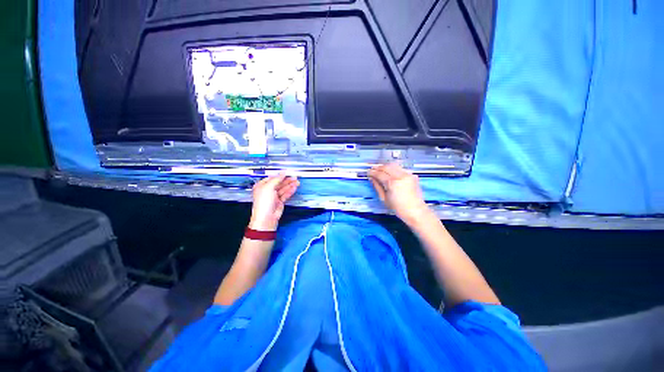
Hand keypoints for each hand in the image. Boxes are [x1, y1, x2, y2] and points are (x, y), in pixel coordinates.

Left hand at [249, 173, 299, 230]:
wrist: (266, 218)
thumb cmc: (263, 203)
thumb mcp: (269, 187)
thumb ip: (276, 179)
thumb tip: (282, 173)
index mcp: (262, 186)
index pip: (272, 178)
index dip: (280, 175)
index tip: (287, 172)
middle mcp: (268, 191)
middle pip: (279, 183)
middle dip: (287, 180)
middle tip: (294, 177)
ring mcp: (274, 196)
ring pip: (283, 189)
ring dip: (290, 185)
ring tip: (297, 182)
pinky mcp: (280, 201)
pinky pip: (286, 194)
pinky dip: (290, 191)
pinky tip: (294, 188)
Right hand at [368, 163, 429, 225]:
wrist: (415, 211)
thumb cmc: (398, 208)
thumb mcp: (384, 198)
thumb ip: (377, 186)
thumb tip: (372, 178)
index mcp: (392, 183)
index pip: (379, 174)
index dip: (372, 172)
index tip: (367, 173)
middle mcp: (400, 176)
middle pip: (386, 167)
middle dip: (378, 167)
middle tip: (372, 169)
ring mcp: (407, 174)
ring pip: (394, 165)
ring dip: (385, 166)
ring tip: (380, 169)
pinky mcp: (412, 175)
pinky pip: (400, 168)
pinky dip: (393, 169)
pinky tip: (390, 172)